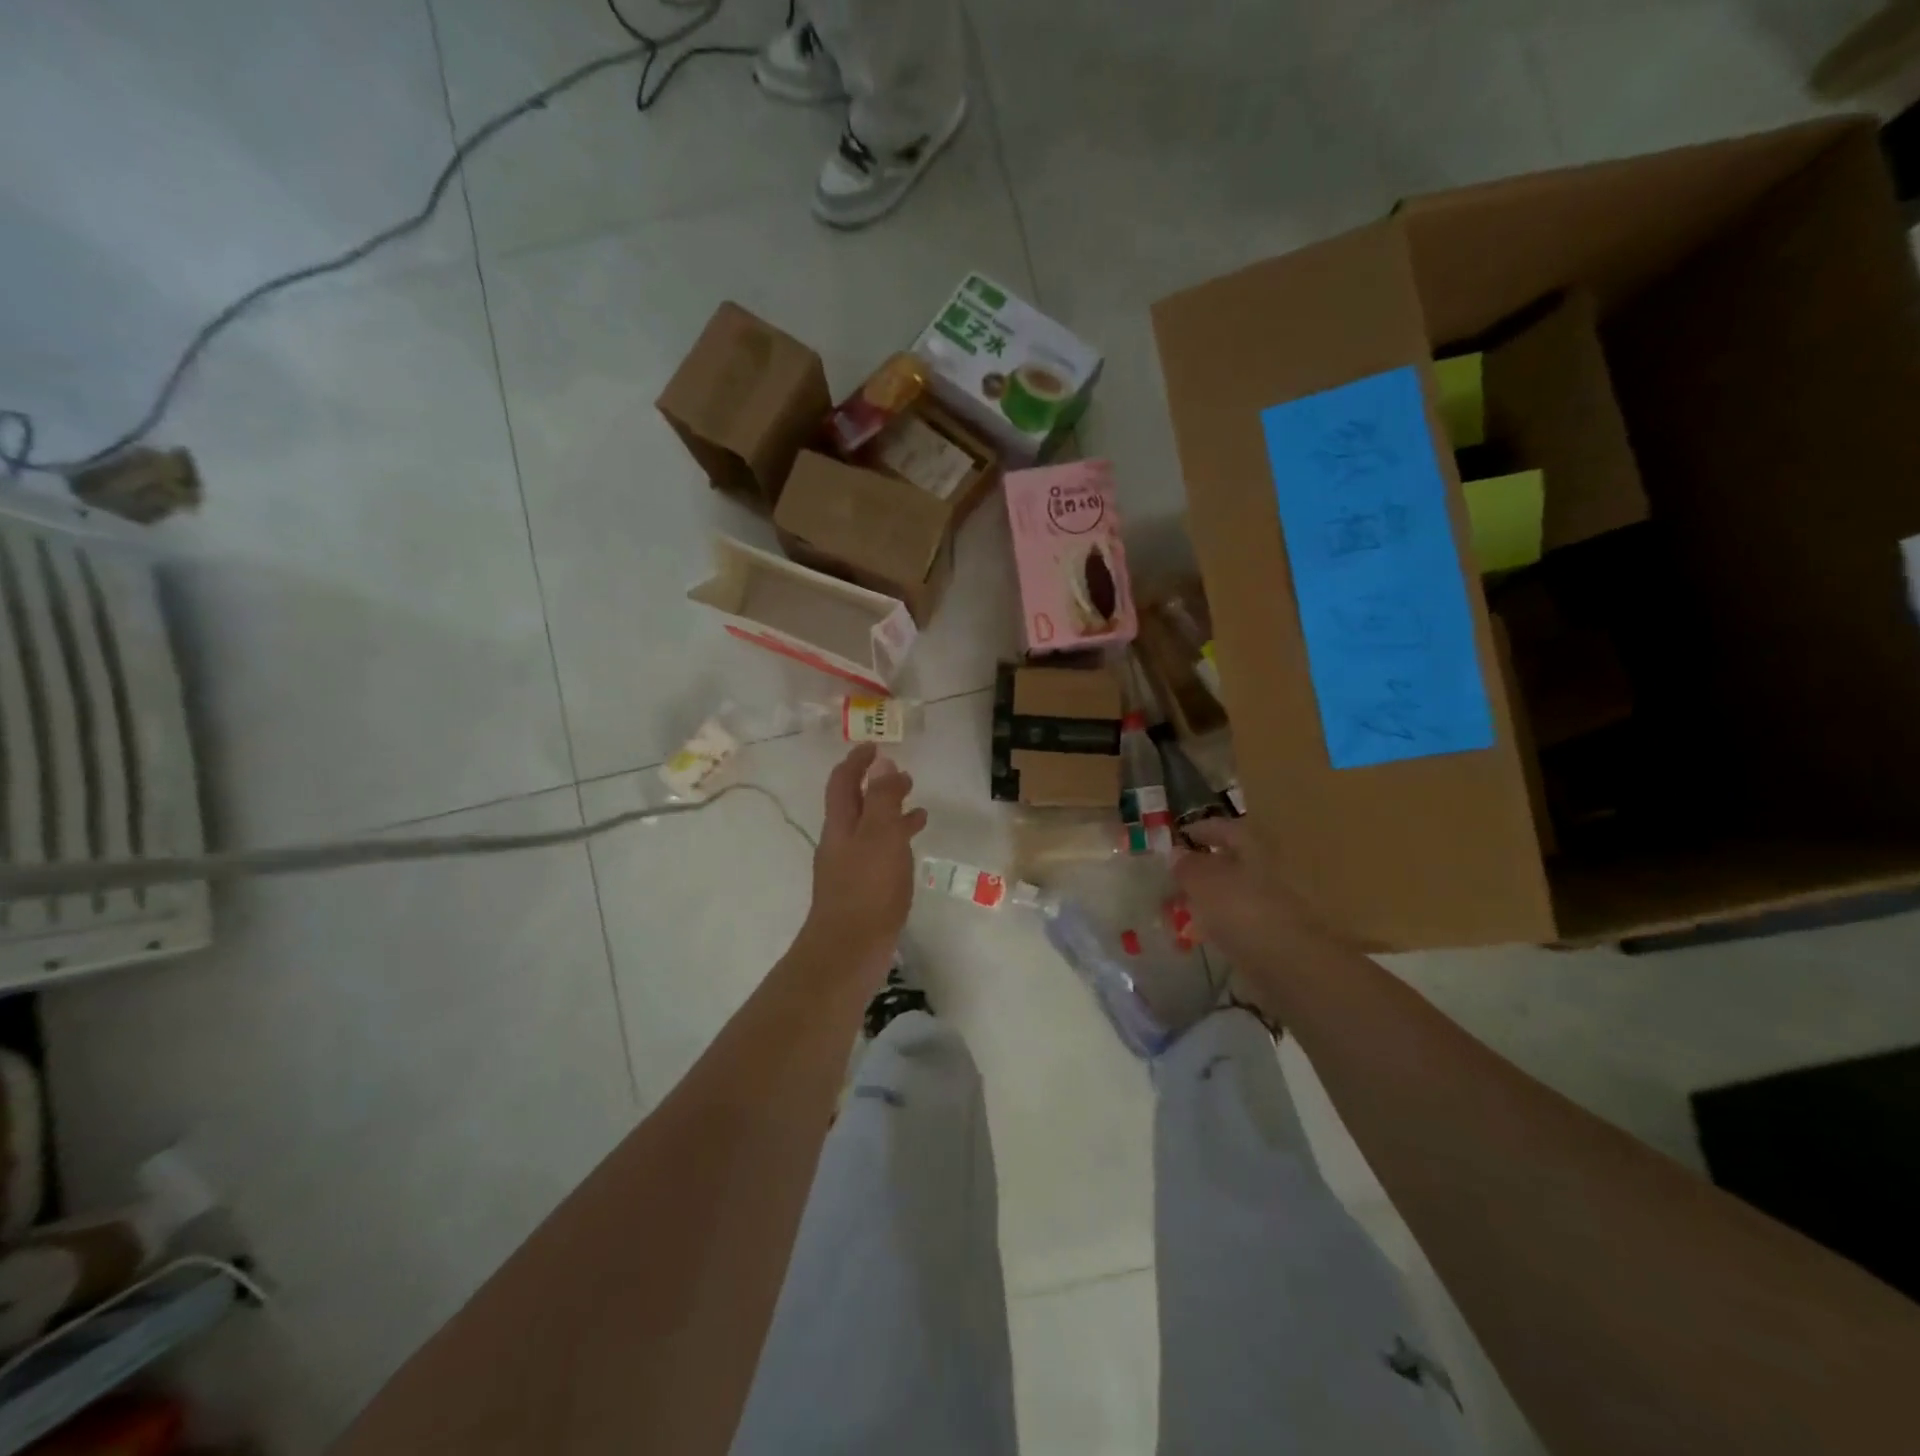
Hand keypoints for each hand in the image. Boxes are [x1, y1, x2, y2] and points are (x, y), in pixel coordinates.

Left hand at [801, 744, 927, 982]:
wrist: (849, 951)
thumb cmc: (867, 889)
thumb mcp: (880, 836)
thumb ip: (883, 799)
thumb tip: (882, 763)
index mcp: (841, 824)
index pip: (843, 781)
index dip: (857, 760)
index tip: (874, 744)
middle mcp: (841, 842)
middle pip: (856, 804)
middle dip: (878, 786)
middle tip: (904, 775)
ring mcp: (850, 867)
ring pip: (872, 830)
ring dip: (892, 814)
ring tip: (920, 809)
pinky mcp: (863, 890)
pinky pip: (880, 854)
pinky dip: (897, 843)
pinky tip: (913, 849)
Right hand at [1171, 817, 1339, 975]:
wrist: (1293, 966)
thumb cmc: (1244, 911)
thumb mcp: (1203, 882)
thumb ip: (1187, 865)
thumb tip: (1177, 854)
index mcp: (1256, 845)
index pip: (1225, 827)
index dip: (1199, 830)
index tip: (1177, 838)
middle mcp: (1274, 867)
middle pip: (1235, 860)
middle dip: (1206, 867)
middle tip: (1177, 877)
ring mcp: (1281, 902)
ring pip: (1240, 891)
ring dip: (1215, 896)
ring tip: (1187, 907)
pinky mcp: (1281, 934)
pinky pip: (1247, 918)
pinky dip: (1227, 921)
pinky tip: (1209, 932)